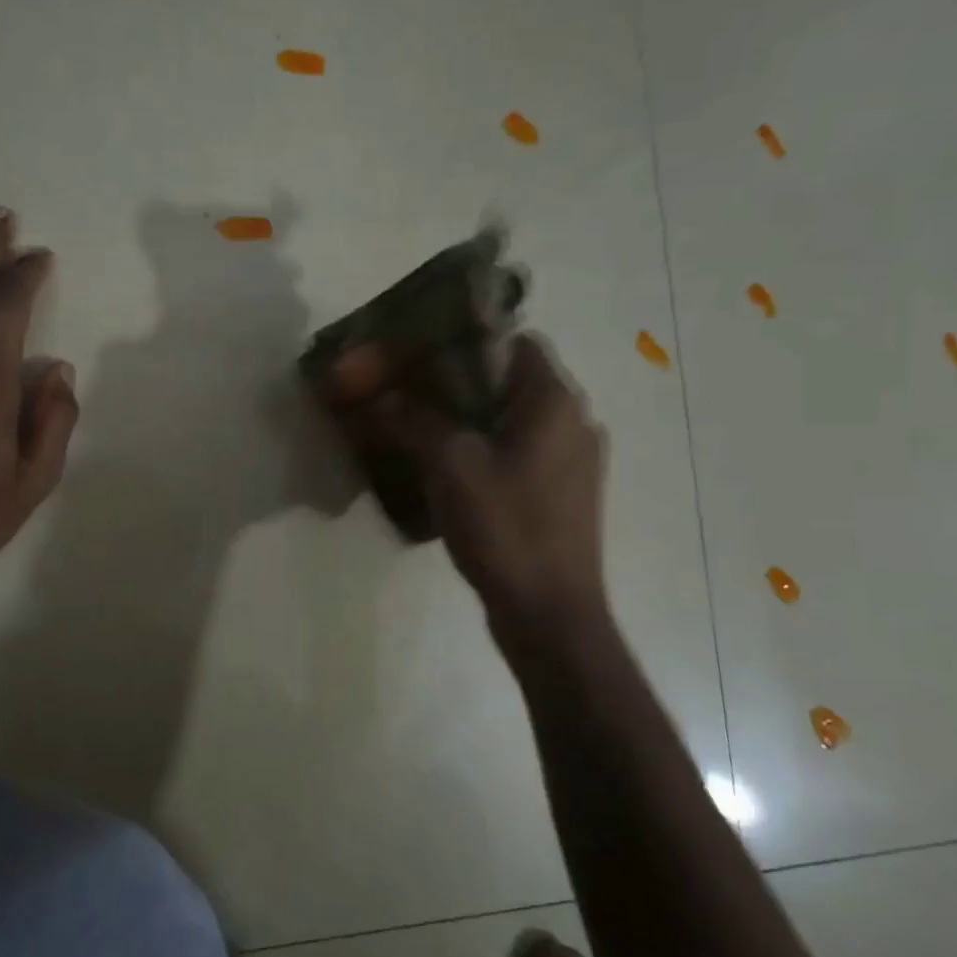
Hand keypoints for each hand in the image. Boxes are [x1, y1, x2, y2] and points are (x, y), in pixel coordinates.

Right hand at [376, 335, 608, 646]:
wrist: (550, 614)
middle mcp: (574, 422)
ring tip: (422, 431)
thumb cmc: (506, 527)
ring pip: (514, 420)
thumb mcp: (449, 465)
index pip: (515, 342)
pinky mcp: (564, 494)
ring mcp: (573, 461)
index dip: (467, 342)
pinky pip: (521, 453)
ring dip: (471, 420)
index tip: (422, 357)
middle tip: (411, 395)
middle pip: (512, 382)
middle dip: (460, 384)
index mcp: (555, 402)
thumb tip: (381, 395)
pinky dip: (487, 450)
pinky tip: (450, 471)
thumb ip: (413, 419)